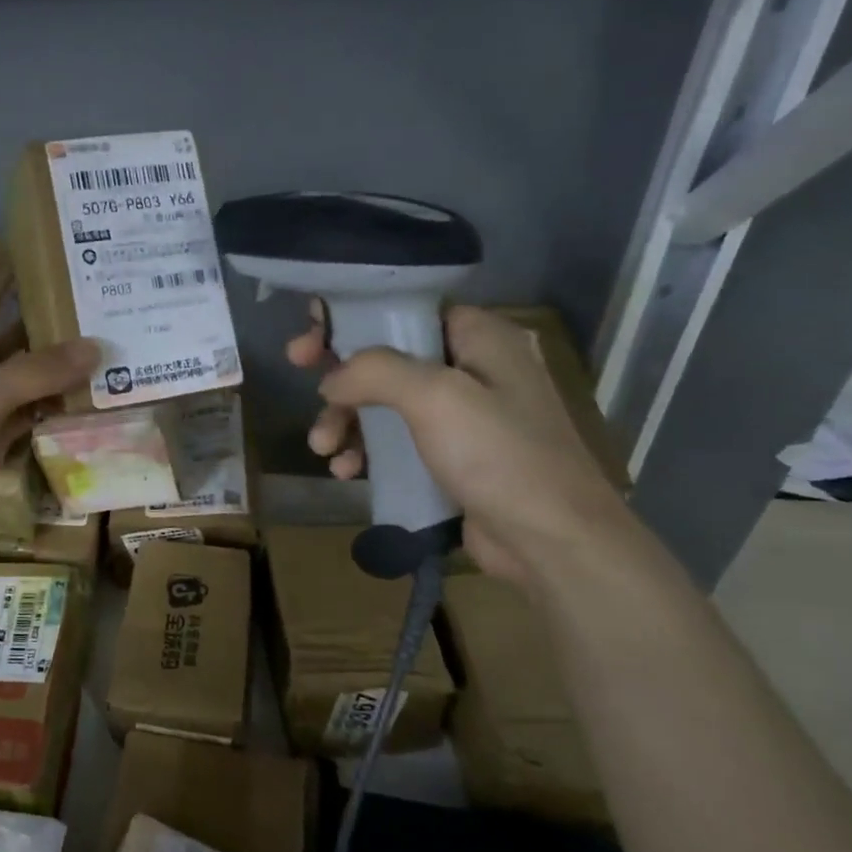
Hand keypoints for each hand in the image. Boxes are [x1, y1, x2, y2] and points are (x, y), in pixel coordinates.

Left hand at [0, 246, 97, 560]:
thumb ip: (34, 373)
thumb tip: (95, 348)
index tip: (10, 244)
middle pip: (1, 337)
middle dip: (32, 317)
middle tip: (76, 294)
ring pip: (22, 380)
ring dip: (53, 366)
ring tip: (98, 341)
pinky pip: (30, 416)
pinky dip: (54, 407)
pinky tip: (88, 395)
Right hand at [287, 303, 633, 585]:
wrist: (552, 543)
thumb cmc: (499, 455)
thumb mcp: (435, 397)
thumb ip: (375, 371)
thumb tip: (332, 380)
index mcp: (480, 337)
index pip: (405, 308)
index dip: (353, 316)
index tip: (313, 335)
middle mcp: (472, 368)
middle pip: (387, 356)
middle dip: (341, 372)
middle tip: (299, 372)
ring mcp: (462, 417)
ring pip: (385, 403)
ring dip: (346, 420)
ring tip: (323, 448)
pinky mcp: (451, 458)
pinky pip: (396, 442)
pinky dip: (366, 451)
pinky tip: (346, 472)